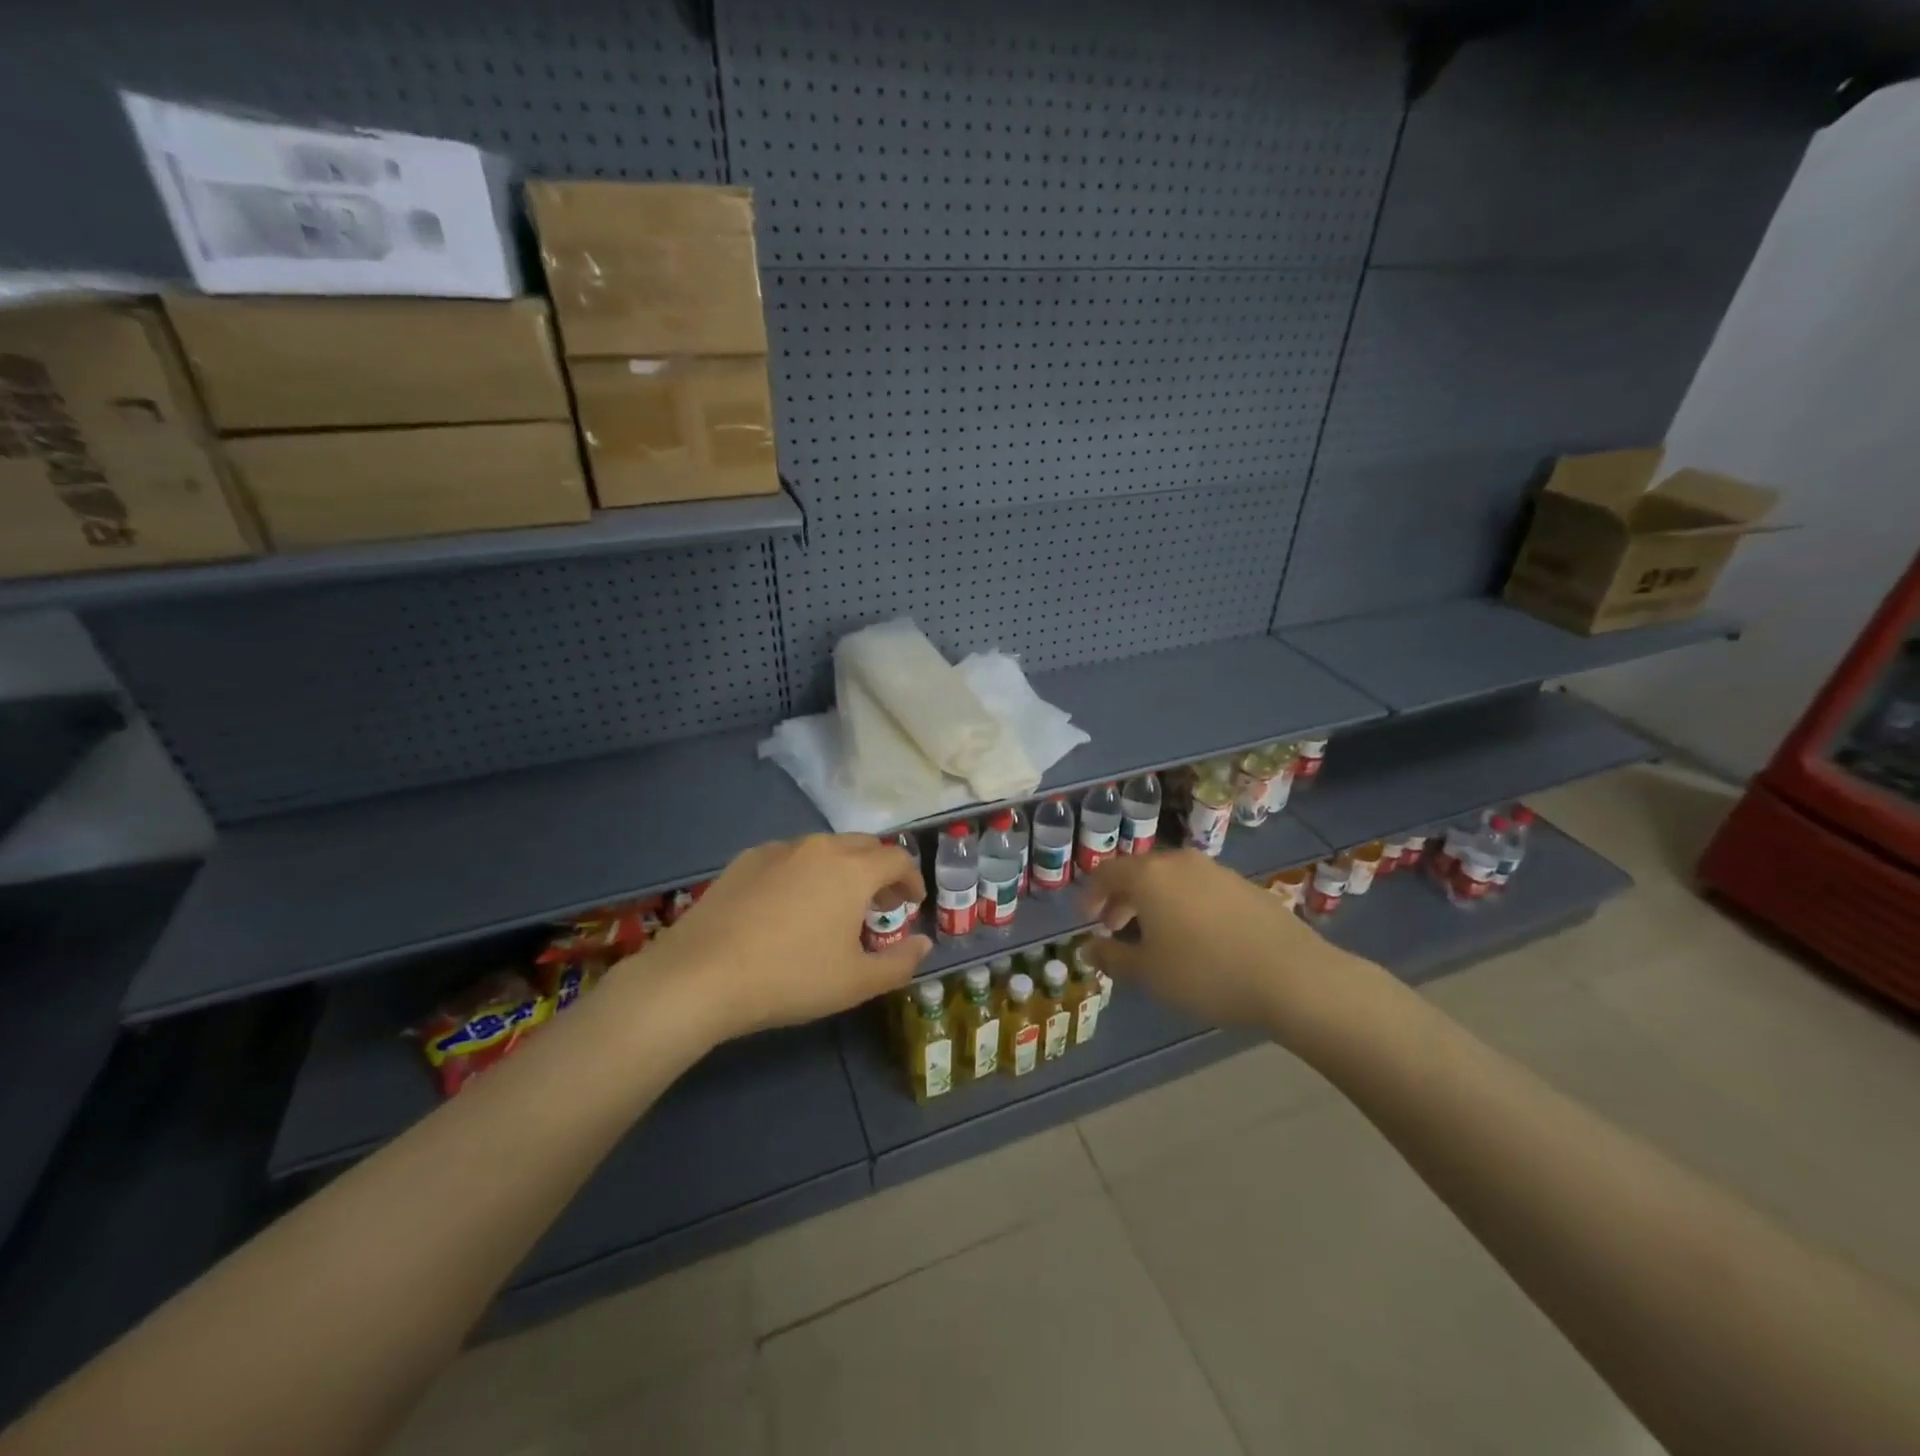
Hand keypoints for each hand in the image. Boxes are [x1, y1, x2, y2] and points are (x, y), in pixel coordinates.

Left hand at [629, 834, 930, 1042]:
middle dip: (880, 870)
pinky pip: (790, 856)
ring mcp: (778, 849)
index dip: (912, 879)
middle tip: (880, 903)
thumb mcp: (856, 983)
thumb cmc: (791, 978)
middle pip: (863, 845)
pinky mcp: (745, 860)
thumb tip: (925, 943)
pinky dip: (805, 872)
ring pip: (824, 848)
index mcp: (853, 870)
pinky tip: (790, 904)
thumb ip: (900, 962)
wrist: (701, 975)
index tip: (912, 903)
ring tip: (836, 904)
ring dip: (843, 869)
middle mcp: (819, 847)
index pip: (897, 858)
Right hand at [1079, 849, 1367, 1036]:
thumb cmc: (1205, 973)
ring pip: (1171, 879)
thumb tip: (1087, 949)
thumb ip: (1112, 958)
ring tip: (1156, 936)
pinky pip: (1199, 888)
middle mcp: (1180, 862)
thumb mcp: (1149, 973)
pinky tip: (1196, 938)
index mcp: (1149, 876)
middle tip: (1115, 928)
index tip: (1087, 919)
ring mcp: (1215, 870)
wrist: (1291, 976)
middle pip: (1139, 872)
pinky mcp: (1244, 885)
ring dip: (1154, 902)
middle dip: (1122, 899)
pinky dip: (1184, 904)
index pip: (1106, 872)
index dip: (1091, 895)